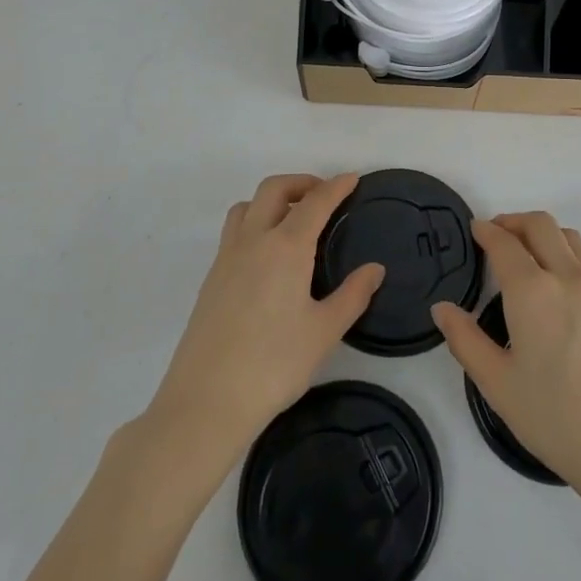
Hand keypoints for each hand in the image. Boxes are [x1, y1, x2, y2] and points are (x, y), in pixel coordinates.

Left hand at [148, 174, 382, 458]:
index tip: (353, 178)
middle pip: (274, 190)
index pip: (315, 202)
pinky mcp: (211, 278)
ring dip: (272, 199)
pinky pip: (234, 231)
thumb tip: (375, 269)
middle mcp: (254, 241)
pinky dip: (255, 222)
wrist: (206, 402)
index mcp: (286, 247)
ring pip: (247, 206)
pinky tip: (269, 255)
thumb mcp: (324, 332)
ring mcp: (227, 258)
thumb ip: (353, 295)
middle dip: (302, 183)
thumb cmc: (274, 365)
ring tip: (294, 218)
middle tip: (325, 195)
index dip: (336, 186)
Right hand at [432, 213, 580, 500]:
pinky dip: (575, 250)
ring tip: (530, 251)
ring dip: (545, 233)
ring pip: (571, 236)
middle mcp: (568, 277)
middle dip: (514, 222)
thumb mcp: (498, 385)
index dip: (486, 231)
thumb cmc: (556, 419)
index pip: (504, 243)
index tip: (475, 230)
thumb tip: (443, 308)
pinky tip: (569, 271)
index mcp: (532, 292)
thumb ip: (465, 340)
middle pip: (540, 225)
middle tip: (497, 235)